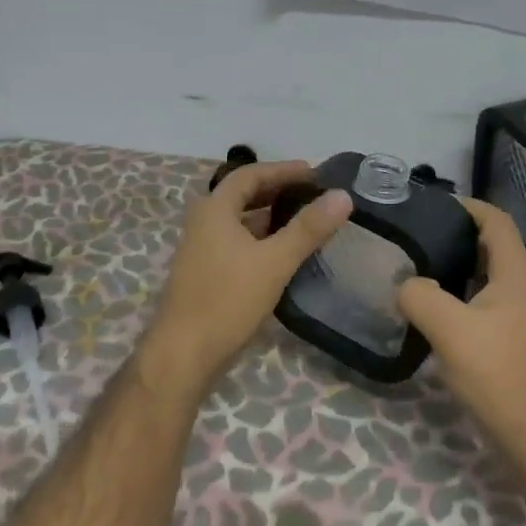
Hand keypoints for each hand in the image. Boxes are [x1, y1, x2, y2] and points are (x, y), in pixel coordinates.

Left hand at [143, 159, 352, 393]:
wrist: (183, 354)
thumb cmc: (227, 300)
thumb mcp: (275, 261)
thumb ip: (308, 228)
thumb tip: (342, 195)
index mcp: (214, 209)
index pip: (249, 174)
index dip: (282, 170)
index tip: (314, 172)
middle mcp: (203, 222)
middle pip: (242, 195)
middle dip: (277, 191)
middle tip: (312, 194)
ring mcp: (200, 249)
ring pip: (239, 222)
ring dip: (269, 217)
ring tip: (304, 221)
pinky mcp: (204, 273)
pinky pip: (236, 243)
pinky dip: (260, 239)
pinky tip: (282, 254)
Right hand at [398, 198, 525, 446]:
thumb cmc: (499, 373)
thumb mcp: (450, 329)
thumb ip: (420, 295)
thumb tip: (405, 284)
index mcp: (515, 271)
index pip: (495, 219)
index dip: (467, 205)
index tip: (428, 205)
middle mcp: (521, 285)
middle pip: (489, 244)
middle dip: (454, 234)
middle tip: (413, 235)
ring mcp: (517, 314)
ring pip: (483, 275)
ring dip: (453, 266)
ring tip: (413, 266)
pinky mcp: (509, 339)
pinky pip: (480, 302)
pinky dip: (456, 295)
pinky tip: (429, 308)